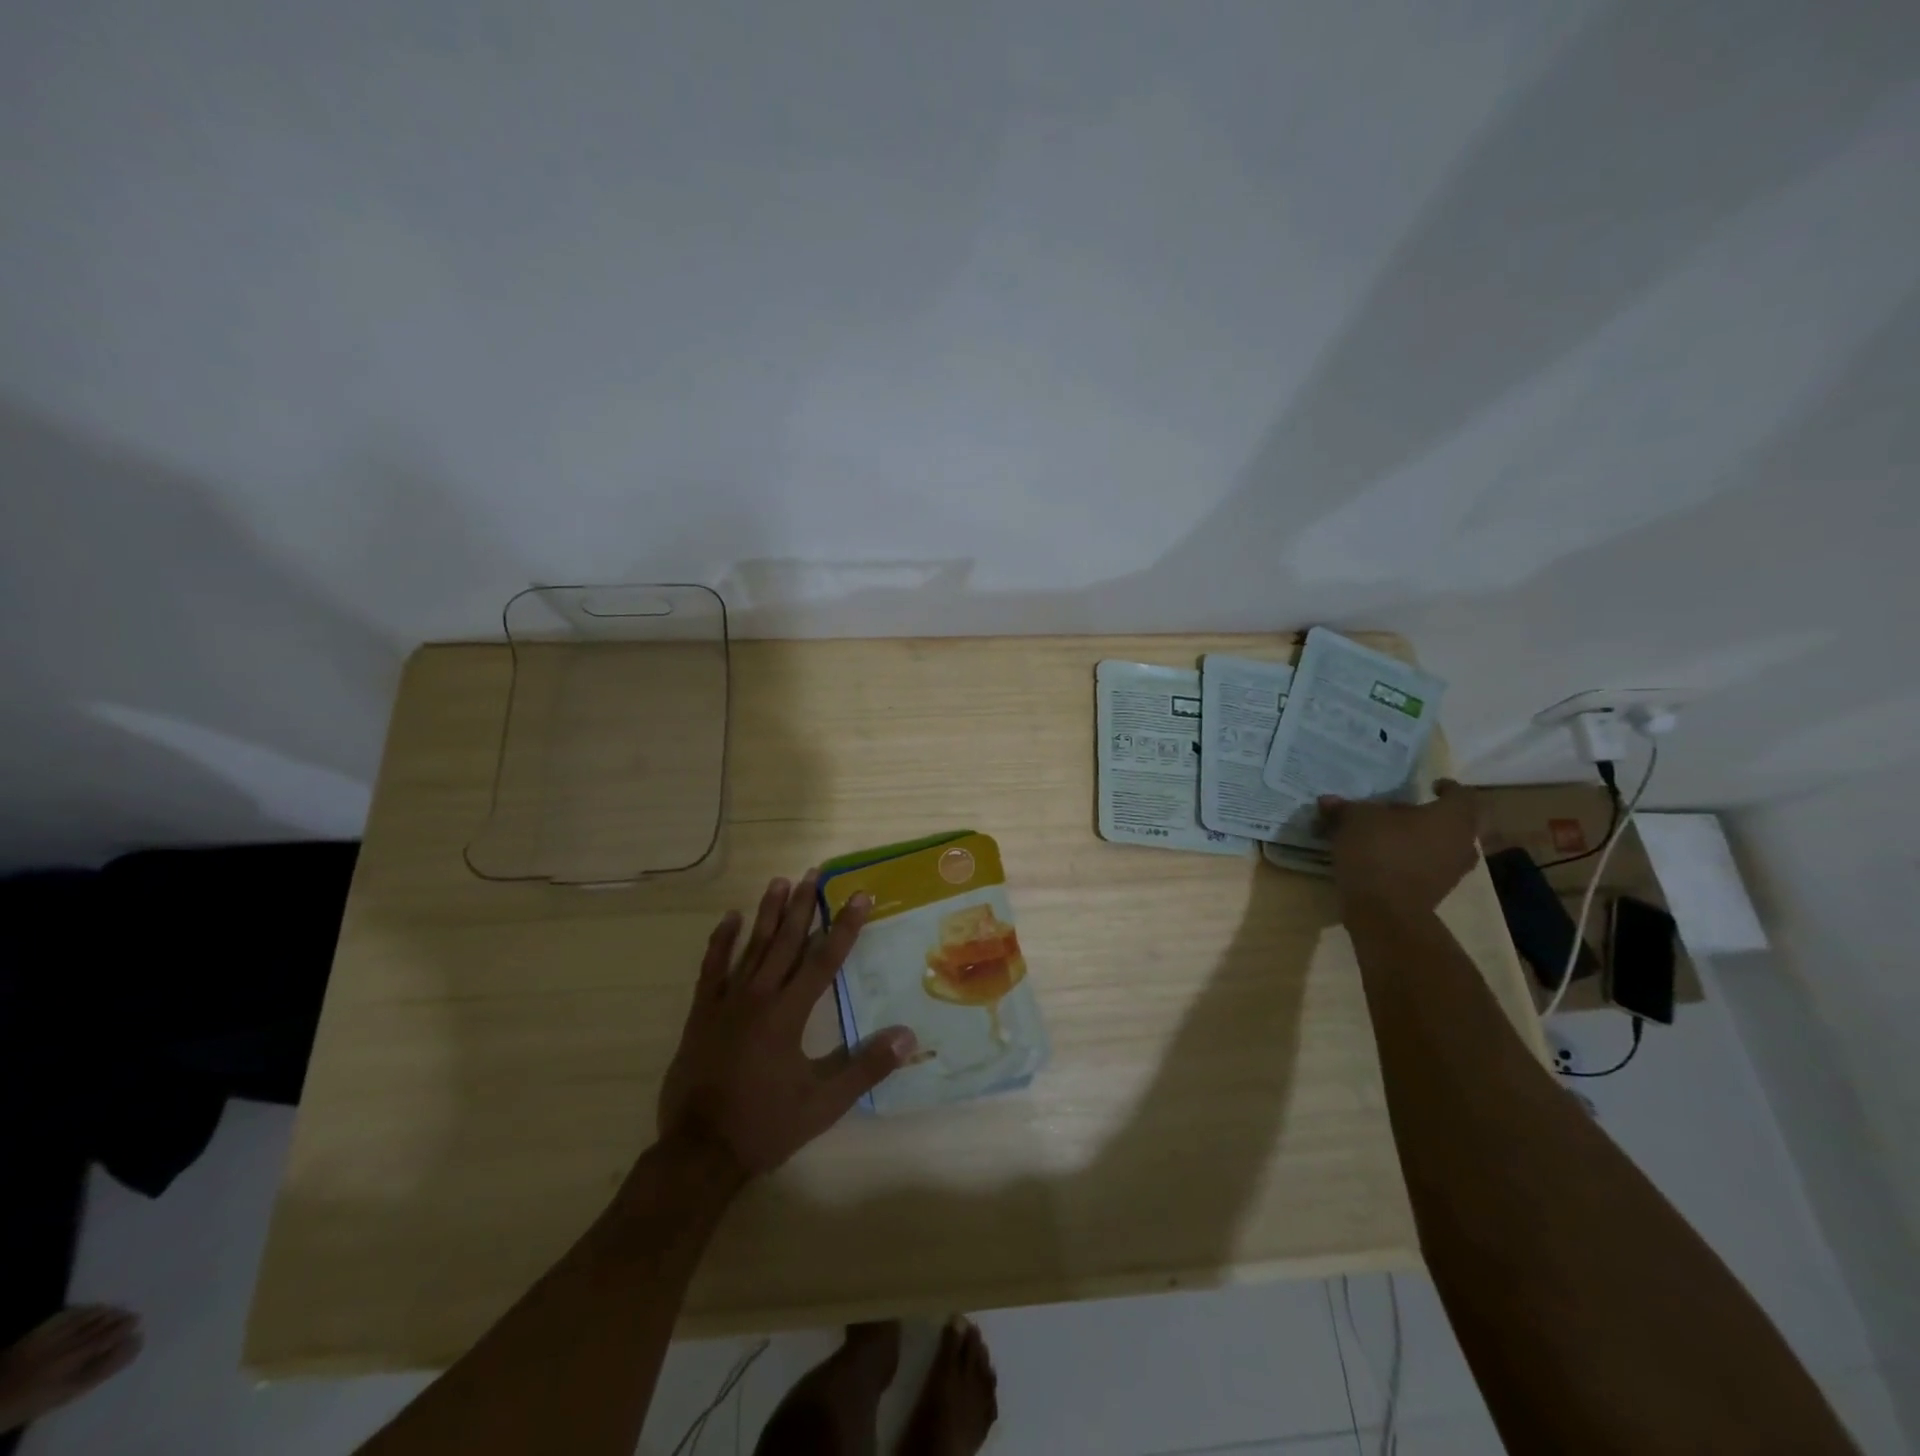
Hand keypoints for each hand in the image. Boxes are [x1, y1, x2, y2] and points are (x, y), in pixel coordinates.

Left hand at [657, 873, 916, 1179]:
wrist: (699, 1152)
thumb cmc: (765, 1124)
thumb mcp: (823, 1103)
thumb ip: (866, 1067)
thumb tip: (908, 1036)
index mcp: (789, 1013)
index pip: (824, 959)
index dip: (844, 926)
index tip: (859, 895)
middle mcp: (759, 996)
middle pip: (786, 941)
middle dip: (804, 906)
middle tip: (814, 873)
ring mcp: (726, 1002)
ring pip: (752, 946)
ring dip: (768, 913)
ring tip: (780, 881)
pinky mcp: (702, 1014)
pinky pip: (711, 968)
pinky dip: (721, 941)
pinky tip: (730, 918)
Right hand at [1317, 779, 1480, 914]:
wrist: (1385, 911)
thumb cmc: (1379, 852)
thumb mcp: (1354, 820)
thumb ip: (1344, 808)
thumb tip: (1328, 801)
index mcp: (1451, 818)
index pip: (1461, 795)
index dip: (1447, 787)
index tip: (1431, 785)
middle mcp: (1461, 843)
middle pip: (1454, 823)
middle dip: (1431, 816)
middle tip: (1404, 811)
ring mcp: (1452, 872)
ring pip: (1443, 847)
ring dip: (1422, 840)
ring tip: (1393, 836)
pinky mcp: (1437, 893)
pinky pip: (1428, 868)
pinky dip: (1412, 861)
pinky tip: (1386, 859)